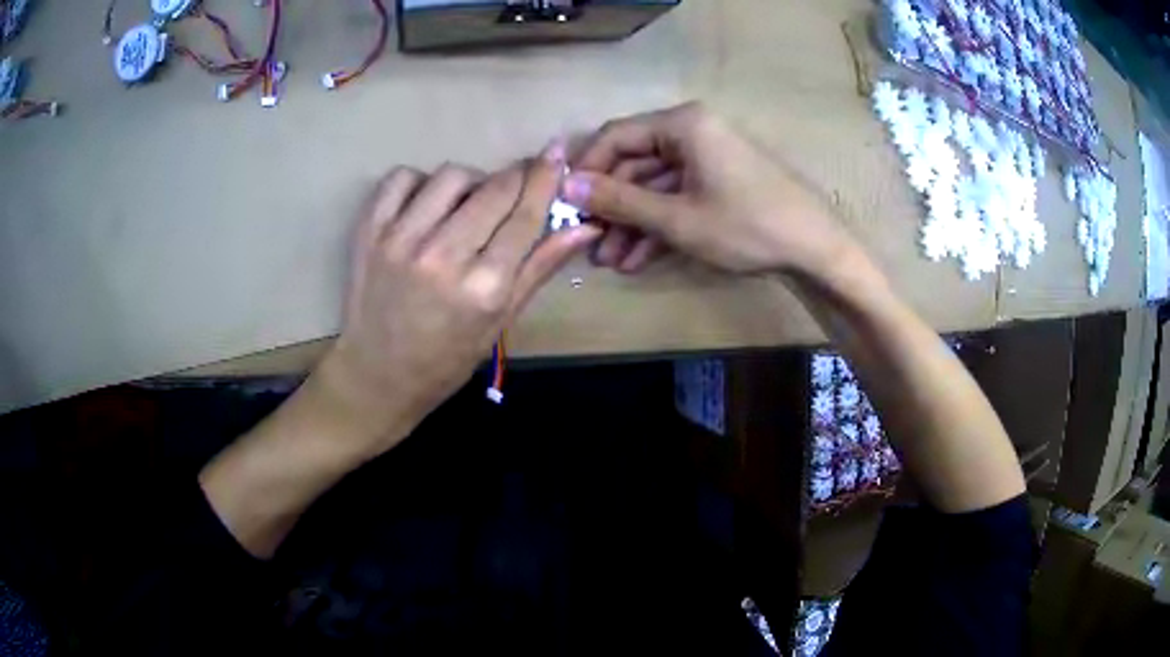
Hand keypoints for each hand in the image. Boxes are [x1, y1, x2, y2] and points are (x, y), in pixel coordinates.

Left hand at [318, 145, 601, 450]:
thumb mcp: (501, 321)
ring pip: (450, 175)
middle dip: (514, 179)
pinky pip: (401, 178)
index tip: (555, 153)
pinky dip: (419, 182)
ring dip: (469, 182)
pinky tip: (425, 205)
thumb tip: (584, 226)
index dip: (545, 178)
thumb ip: (540, 267)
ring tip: (464, 206)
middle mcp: (443, 257)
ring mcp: (401, 240)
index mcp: (484, 287)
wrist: (378, 373)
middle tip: (514, 187)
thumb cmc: (447, 357)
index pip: (525, 215)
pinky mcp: (369, 231)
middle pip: (494, 188)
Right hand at [566, 103, 857, 275]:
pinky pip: (677, 196)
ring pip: (655, 185)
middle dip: (612, 207)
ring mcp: (707, 157)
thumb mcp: (677, 217)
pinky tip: (639, 259)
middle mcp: (692, 132)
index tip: (566, 205)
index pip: (616, 136)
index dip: (587, 170)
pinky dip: (658, 224)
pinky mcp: (718, 181)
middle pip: (635, 164)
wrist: (814, 249)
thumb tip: (566, 186)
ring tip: (612, 261)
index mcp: (682, 125)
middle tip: (590, 244)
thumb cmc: (747, 225)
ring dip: (632, 223)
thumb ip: (620, 201)